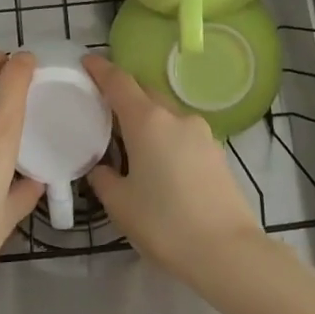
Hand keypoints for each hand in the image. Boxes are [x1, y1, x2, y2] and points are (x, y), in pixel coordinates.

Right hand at [83, 54, 262, 284]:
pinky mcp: (217, 152)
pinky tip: (161, 165)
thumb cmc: (165, 223)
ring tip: (132, 144)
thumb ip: (103, 178)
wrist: (228, 252)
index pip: (119, 81)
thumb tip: (100, 168)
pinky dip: (167, 138)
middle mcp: (176, 117)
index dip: (100, 69)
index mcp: (147, 121)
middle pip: (145, 93)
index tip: (86, 61)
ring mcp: (202, 133)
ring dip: (148, 119)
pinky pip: (183, 134)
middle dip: (125, 95)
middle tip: (104, 110)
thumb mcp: (120, 204)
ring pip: (167, 114)